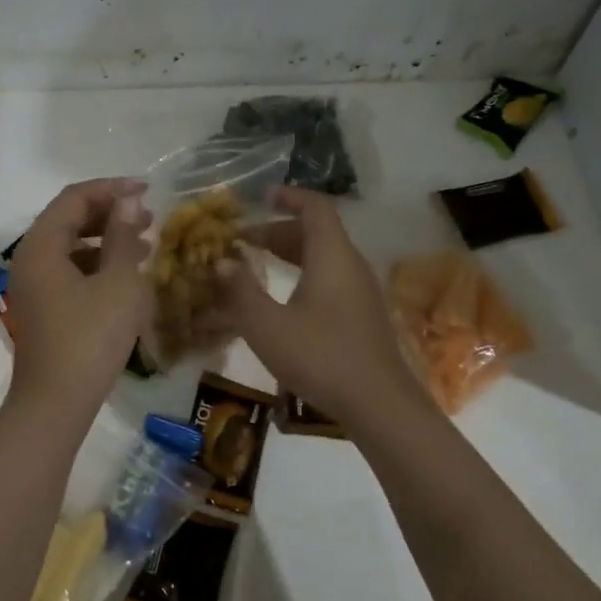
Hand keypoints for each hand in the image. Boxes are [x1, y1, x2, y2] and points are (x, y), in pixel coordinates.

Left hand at [5, 177, 153, 410]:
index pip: (74, 198)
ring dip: (106, 239)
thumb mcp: (118, 284)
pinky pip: (69, 271)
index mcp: (41, 247)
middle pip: (68, 219)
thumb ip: (124, 237)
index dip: (111, 188)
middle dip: (110, 213)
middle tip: (149, 216)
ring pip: (70, 247)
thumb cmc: (90, 339)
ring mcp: (33, 287)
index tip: (147, 189)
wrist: (56, 404)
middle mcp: (30, 260)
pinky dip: (97, 265)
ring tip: (145, 243)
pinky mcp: (43, 309)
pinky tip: (126, 276)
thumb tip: (129, 201)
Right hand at [215, 187, 425, 423]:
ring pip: (325, 258)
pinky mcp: (363, 316)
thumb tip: (221, 261)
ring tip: (258, 265)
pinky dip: (304, 276)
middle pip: (318, 232)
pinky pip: (331, 279)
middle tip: (244, 240)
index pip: (315, 207)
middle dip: (279, 230)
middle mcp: (351, 266)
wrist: (378, 404)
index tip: (262, 196)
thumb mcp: (267, 325)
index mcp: (332, 256)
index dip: (289, 196)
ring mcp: (361, 292)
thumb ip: (240, 290)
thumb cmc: (320, 357)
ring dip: (291, 255)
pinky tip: (284, 302)